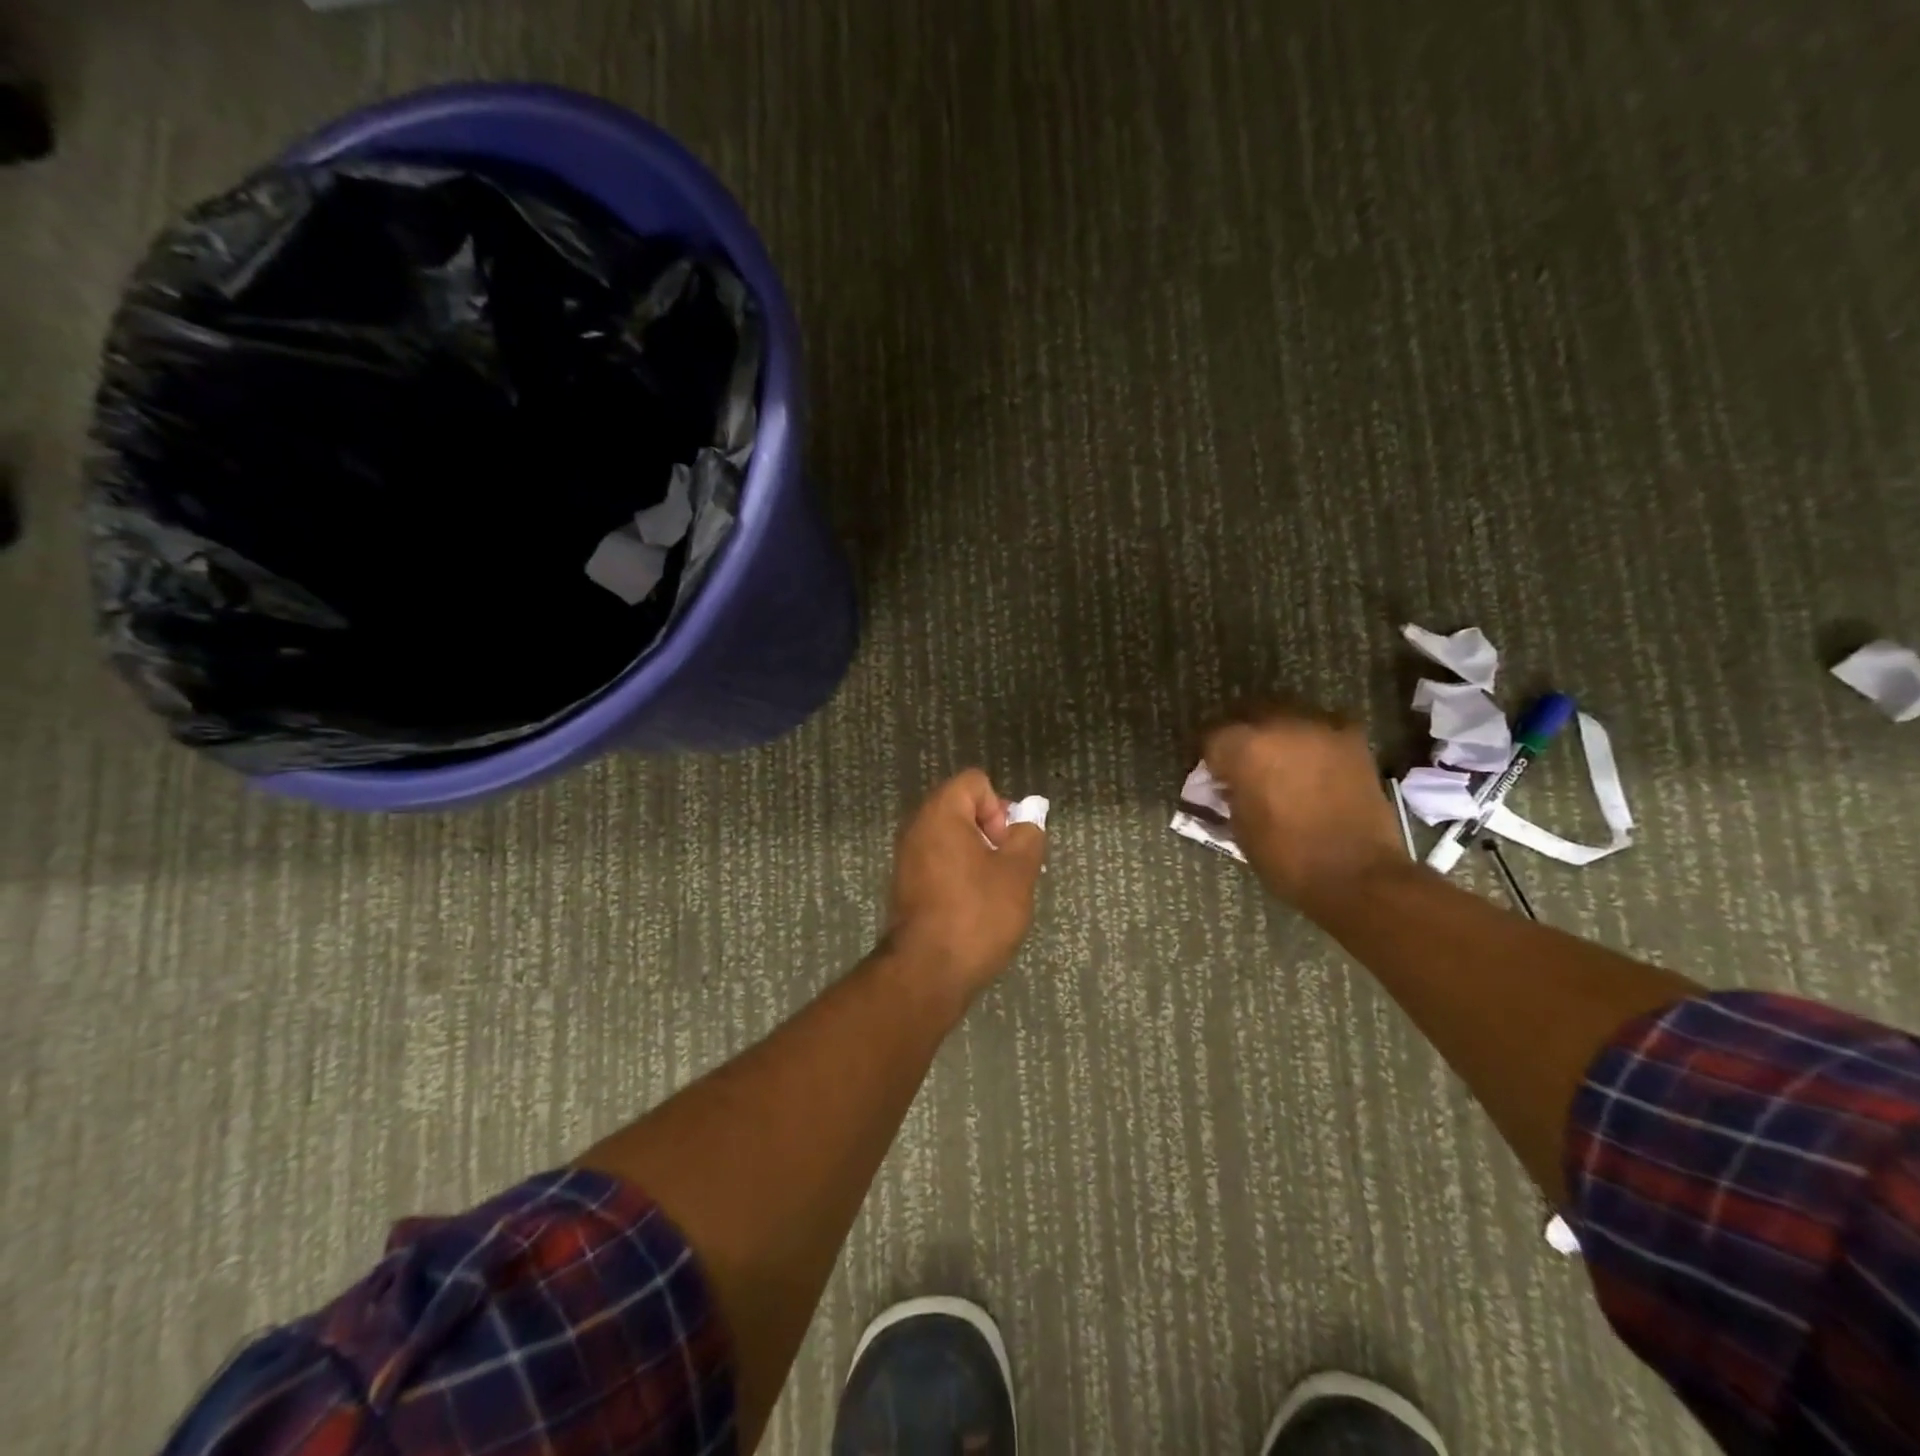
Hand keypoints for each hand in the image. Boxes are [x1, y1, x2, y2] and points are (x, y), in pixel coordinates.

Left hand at [883, 770, 1047, 1003]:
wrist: (927, 971)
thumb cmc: (977, 914)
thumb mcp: (1018, 873)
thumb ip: (1028, 837)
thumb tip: (1025, 824)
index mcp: (940, 813)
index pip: (975, 782)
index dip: (1000, 808)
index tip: (1006, 845)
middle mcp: (917, 827)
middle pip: (962, 808)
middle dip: (991, 833)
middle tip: (1007, 869)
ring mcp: (907, 857)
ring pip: (952, 838)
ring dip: (978, 856)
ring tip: (995, 892)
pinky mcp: (905, 885)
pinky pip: (939, 863)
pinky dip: (959, 875)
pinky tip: (973, 907)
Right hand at [1202, 708, 1408, 913]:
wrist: (1358, 874)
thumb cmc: (1286, 857)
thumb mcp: (1239, 825)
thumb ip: (1229, 792)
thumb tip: (1226, 783)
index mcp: (1245, 746)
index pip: (1212, 737)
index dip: (1209, 759)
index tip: (1213, 777)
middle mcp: (1280, 724)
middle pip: (1247, 715)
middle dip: (1240, 739)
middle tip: (1242, 767)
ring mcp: (1320, 727)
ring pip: (1285, 716)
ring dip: (1276, 735)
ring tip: (1278, 764)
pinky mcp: (1352, 739)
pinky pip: (1319, 728)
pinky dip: (1309, 742)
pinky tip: (1310, 765)